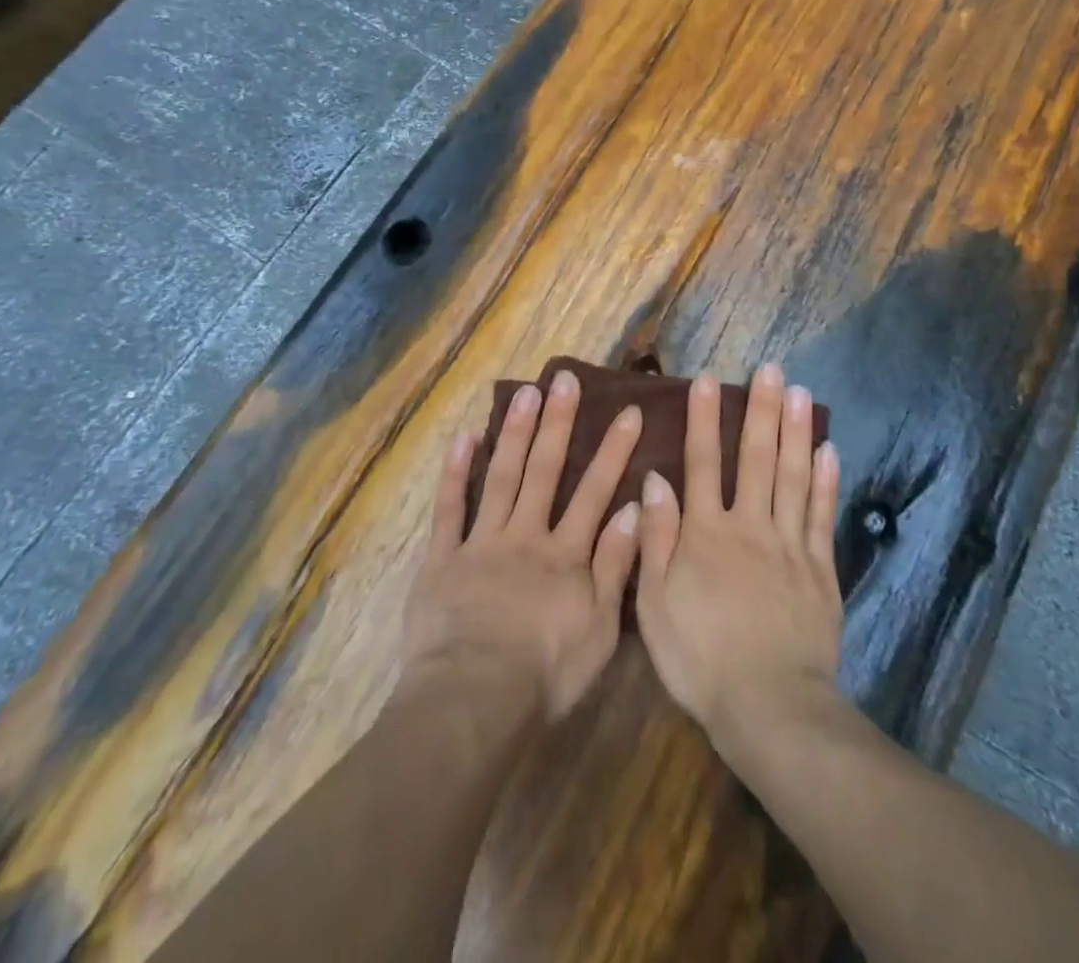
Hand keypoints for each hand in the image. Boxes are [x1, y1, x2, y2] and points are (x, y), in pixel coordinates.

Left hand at [401, 370, 643, 721]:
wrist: (474, 698)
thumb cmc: (545, 672)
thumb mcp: (599, 628)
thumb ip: (615, 566)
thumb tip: (635, 509)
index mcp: (565, 555)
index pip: (595, 493)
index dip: (613, 451)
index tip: (627, 411)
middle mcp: (525, 536)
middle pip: (545, 471)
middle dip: (559, 424)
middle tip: (566, 379)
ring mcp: (481, 543)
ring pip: (501, 478)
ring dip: (515, 434)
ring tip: (526, 393)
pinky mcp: (443, 559)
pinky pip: (449, 510)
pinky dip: (455, 473)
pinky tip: (463, 438)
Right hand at [635, 363, 842, 744]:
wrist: (769, 706)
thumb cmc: (700, 657)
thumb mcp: (655, 604)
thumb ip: (656, 539)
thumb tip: (655, 480)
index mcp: (706, 533)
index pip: (702, 463)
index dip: (703, 419)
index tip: (707, 380)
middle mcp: (749, 525)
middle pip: (756, 458)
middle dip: (761, 409)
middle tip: (771, 368)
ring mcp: (790, 545)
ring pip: (792, 476)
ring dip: (796, 431)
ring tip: (801, 392)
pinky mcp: (820, 569)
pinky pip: (822, 515)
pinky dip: (825, 481)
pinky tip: (828, 451)